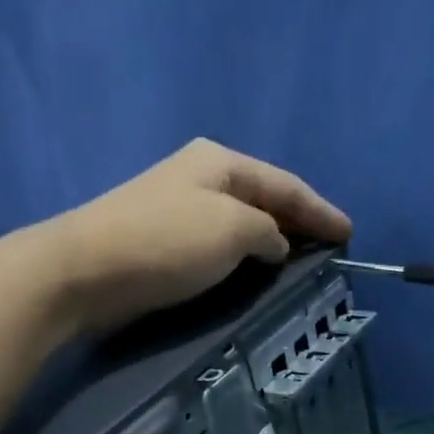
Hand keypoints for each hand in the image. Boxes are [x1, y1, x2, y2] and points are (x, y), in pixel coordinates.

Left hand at [43, 139, 350, 335]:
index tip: (349, 234)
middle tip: (329, 249)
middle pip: (264, 199)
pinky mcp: (164, 241)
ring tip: (301, 263)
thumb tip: (273, 245)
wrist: (84, 271)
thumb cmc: (166, 241)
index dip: (321, 210)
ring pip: (243, 222)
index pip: (286, 185)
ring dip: (273, 241)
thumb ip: (268, 232)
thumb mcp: (233, 229)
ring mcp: (180, 208)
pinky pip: (221, 244)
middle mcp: (201, 177)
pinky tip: (257, 271)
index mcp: (221, 162)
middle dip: (299, 222)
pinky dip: (246, 256)